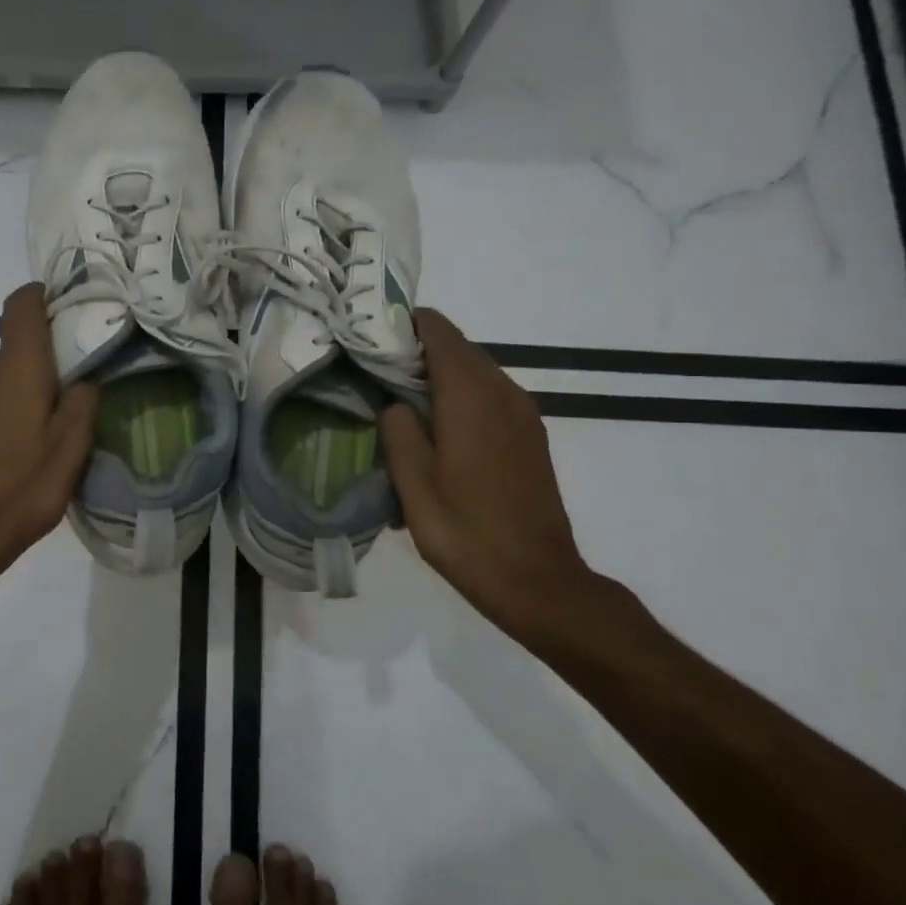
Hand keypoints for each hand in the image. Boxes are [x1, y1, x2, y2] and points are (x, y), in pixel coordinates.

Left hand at [0, 283, 99, 595]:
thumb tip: (84, 378)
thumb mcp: (70, 450)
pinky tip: (26, 442)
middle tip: (82, 386)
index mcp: (15, 368)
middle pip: (19, 342)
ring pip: (5, 372)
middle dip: (50, 356)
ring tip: (56, 422)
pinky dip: (11, 404)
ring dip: (30, 385)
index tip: (73, 311)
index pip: (23, 304)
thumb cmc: (20, 490)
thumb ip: (83, 403)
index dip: (46, 297)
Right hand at [380, 309, 598, 635]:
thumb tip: (396, 404)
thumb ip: (398, 429)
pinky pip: (489, 397)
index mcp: (470, 394)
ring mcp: (523, 413)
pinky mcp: (531, 435)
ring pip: (475, 372)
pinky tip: (436, 432)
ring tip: (399, 403)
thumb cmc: (464, 530)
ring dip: (437, 377)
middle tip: (373, 373)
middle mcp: (503, 391)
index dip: (402, 326)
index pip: (437, 330)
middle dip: (415, 352)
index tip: (369, 340)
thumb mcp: (413, 482)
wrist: (536, 578)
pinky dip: (460, 397)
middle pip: (457, 347)